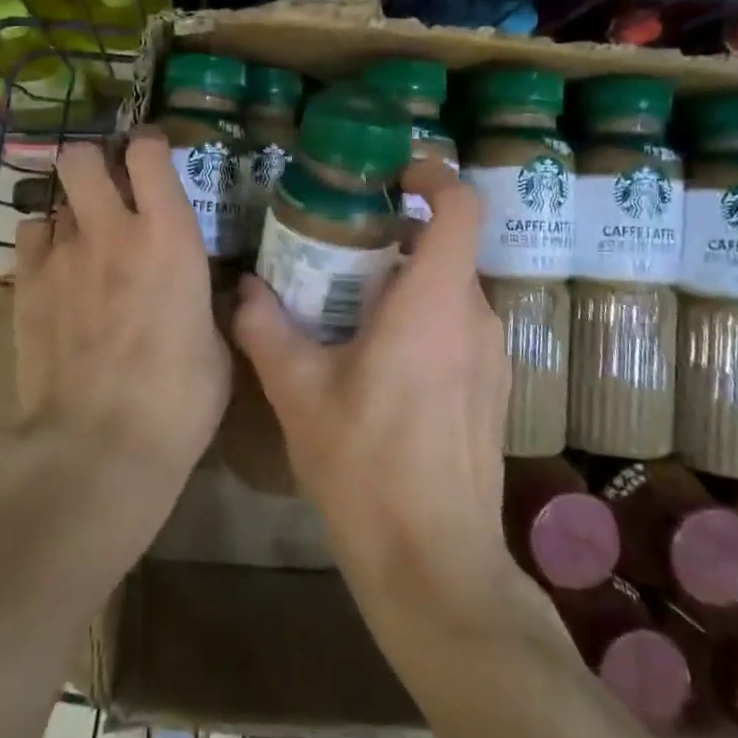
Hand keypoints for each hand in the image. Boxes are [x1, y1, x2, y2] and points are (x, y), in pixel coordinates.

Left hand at [0, 129, 230, 555]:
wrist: (96, 449)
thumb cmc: (176, 403)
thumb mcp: (216, 348)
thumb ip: (203, 301)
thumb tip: (197, 289)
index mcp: (169, 238)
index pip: (148, 153)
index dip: (149, 146)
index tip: (154, 159)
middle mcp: (111, 230)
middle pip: (82, 155)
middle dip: (94, 162)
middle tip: (111, 190)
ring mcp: (60, 256)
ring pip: (55, 198)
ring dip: (72, 210)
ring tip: (84, 241)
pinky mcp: (23, 286)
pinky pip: (29, 236)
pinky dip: (44, 243)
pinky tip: (57, 273)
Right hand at [232, 161, 514, 600]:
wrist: (433, 561)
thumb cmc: (365, 465)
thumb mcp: (298, 392)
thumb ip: (266, 329)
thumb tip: (243, 291)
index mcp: (433, 303)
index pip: (460, 207)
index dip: (433, 176)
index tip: (393, 176)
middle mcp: (476, 317)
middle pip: (445, 248)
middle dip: (394, 238)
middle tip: (338, 252)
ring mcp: (493, 357)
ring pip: (450, 291)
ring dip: (404, 284)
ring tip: (348, 310)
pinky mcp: (493, 390)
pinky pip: (459, 329)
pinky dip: (421, 321)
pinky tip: (377, 364)